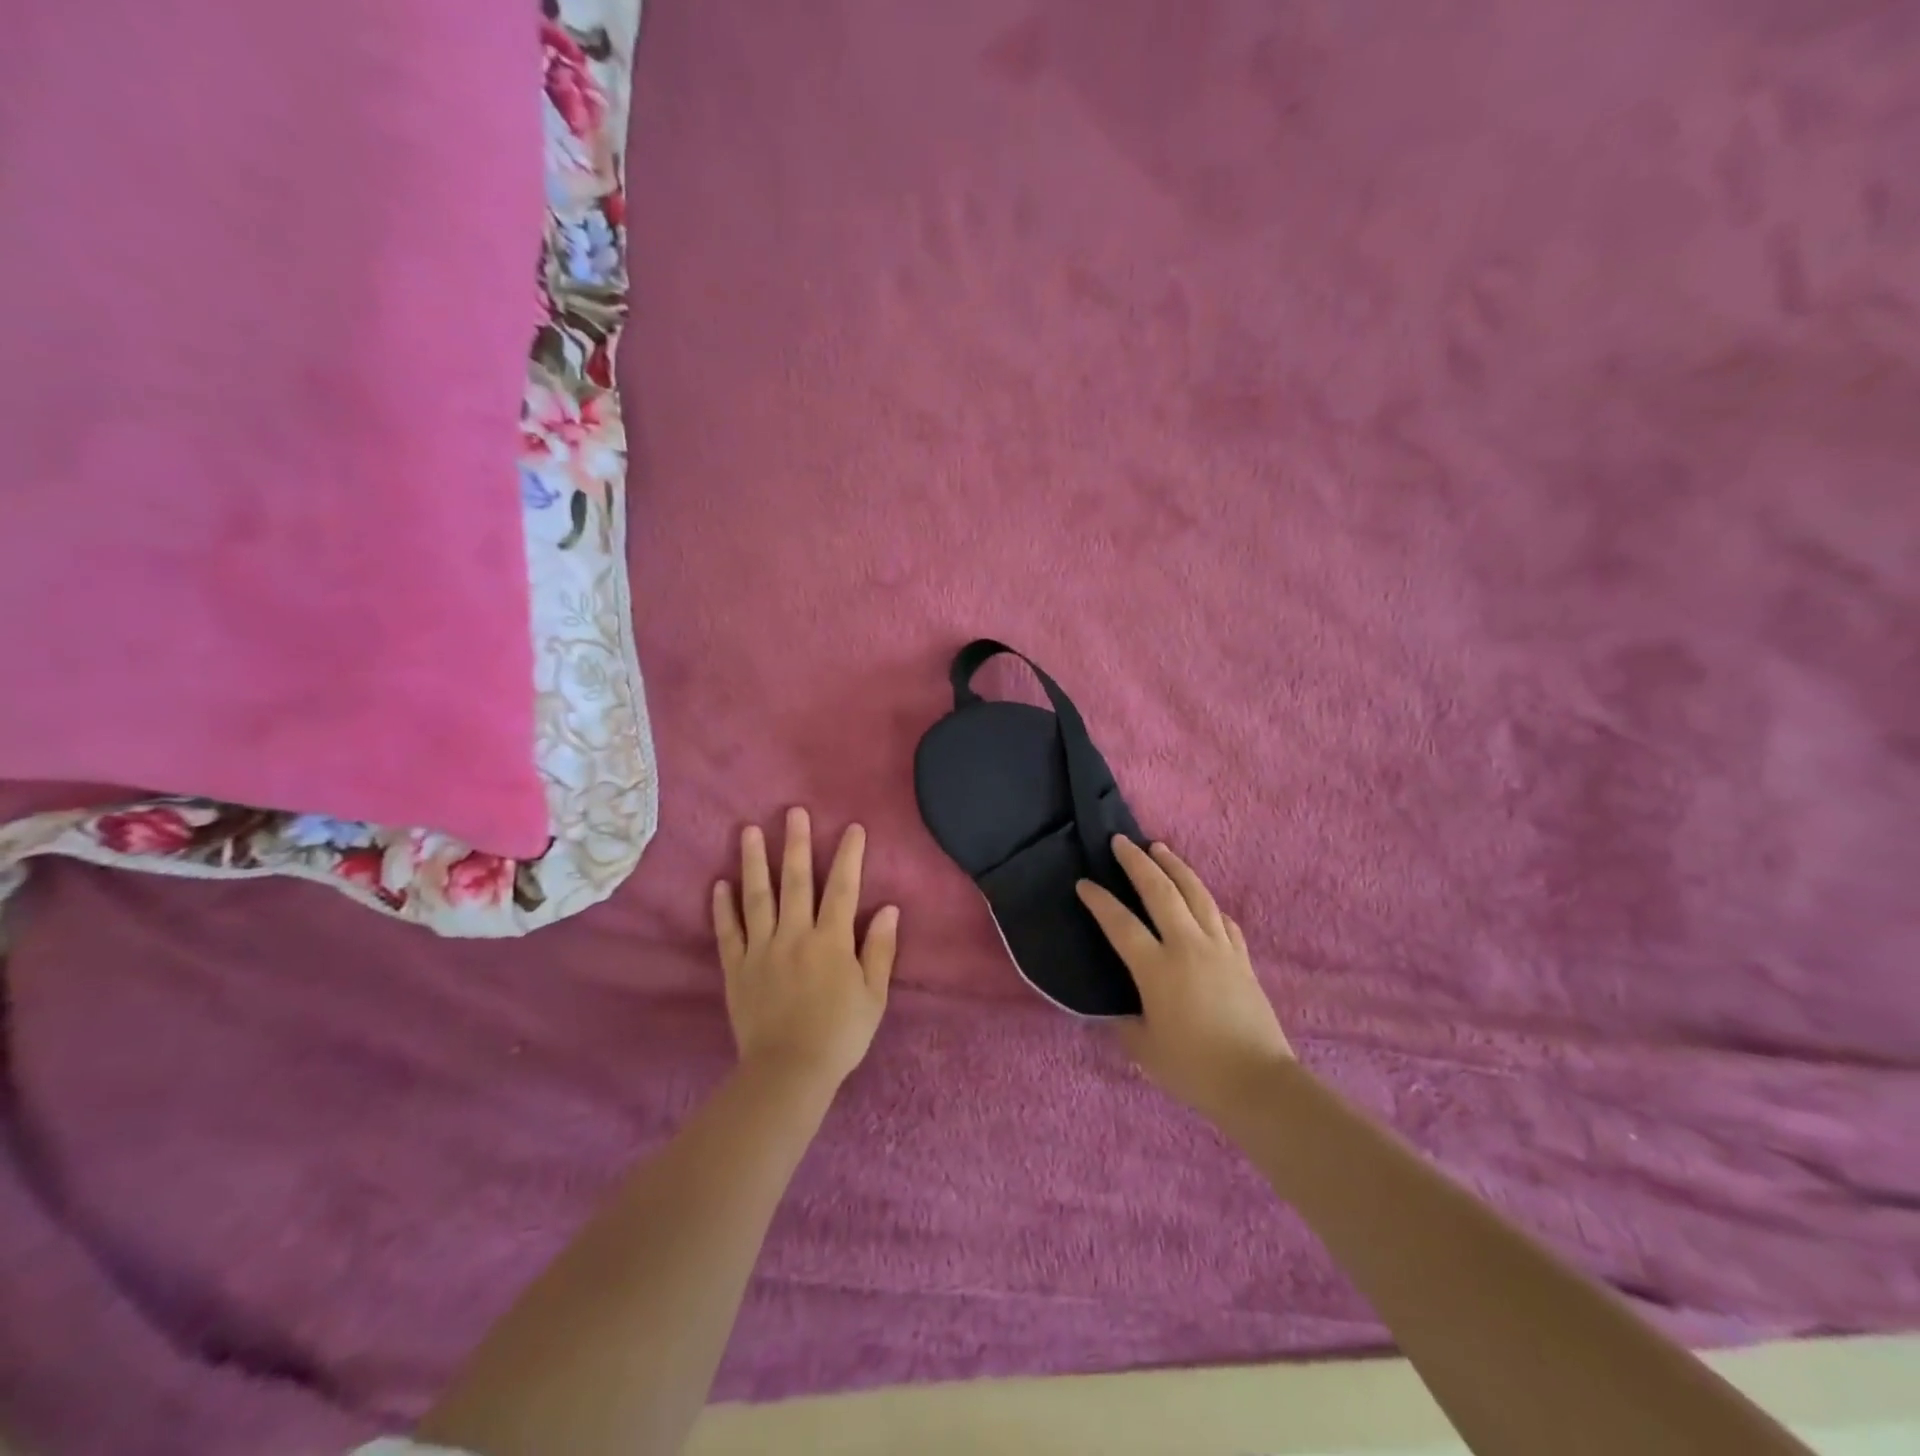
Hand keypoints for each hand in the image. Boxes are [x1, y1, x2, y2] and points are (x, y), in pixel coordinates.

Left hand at [713, 808, 898, 1091]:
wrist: (788, 1072)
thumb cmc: (840, 1034)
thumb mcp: (873, 995)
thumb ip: (880, 949)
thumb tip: (889, 908)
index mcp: (831, 940)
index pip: (843, 888)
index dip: (849, 855)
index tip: (852, 828)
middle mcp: (795, 935)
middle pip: (796, 881)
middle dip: (796, 843)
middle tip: (794, 812)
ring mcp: (761, 949)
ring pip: (757, 897)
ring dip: (753, 862)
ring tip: (748, 831)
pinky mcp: (737, 968)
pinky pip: (728, 932)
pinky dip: (723, 907)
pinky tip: (719, 883)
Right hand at [1077, 838, 1293, 1124]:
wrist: (1257, 1081)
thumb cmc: (1193, 1067)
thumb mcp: (1143, 1048)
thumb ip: (1124, 1022)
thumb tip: (1114, 1008)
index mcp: (1157, 968)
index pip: (1121, 923)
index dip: (1099, 901)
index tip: (1083, 883)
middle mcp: (1187, 946)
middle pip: (1160, 891)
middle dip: (1137, 863)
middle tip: (1121, 842)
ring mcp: (1219, 947)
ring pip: (1195, 893)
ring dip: (1175, 866)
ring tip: (1160, 848)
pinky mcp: (1242, 957)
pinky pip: (1221, 918)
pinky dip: (1206, 901)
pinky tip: (1201, 897)